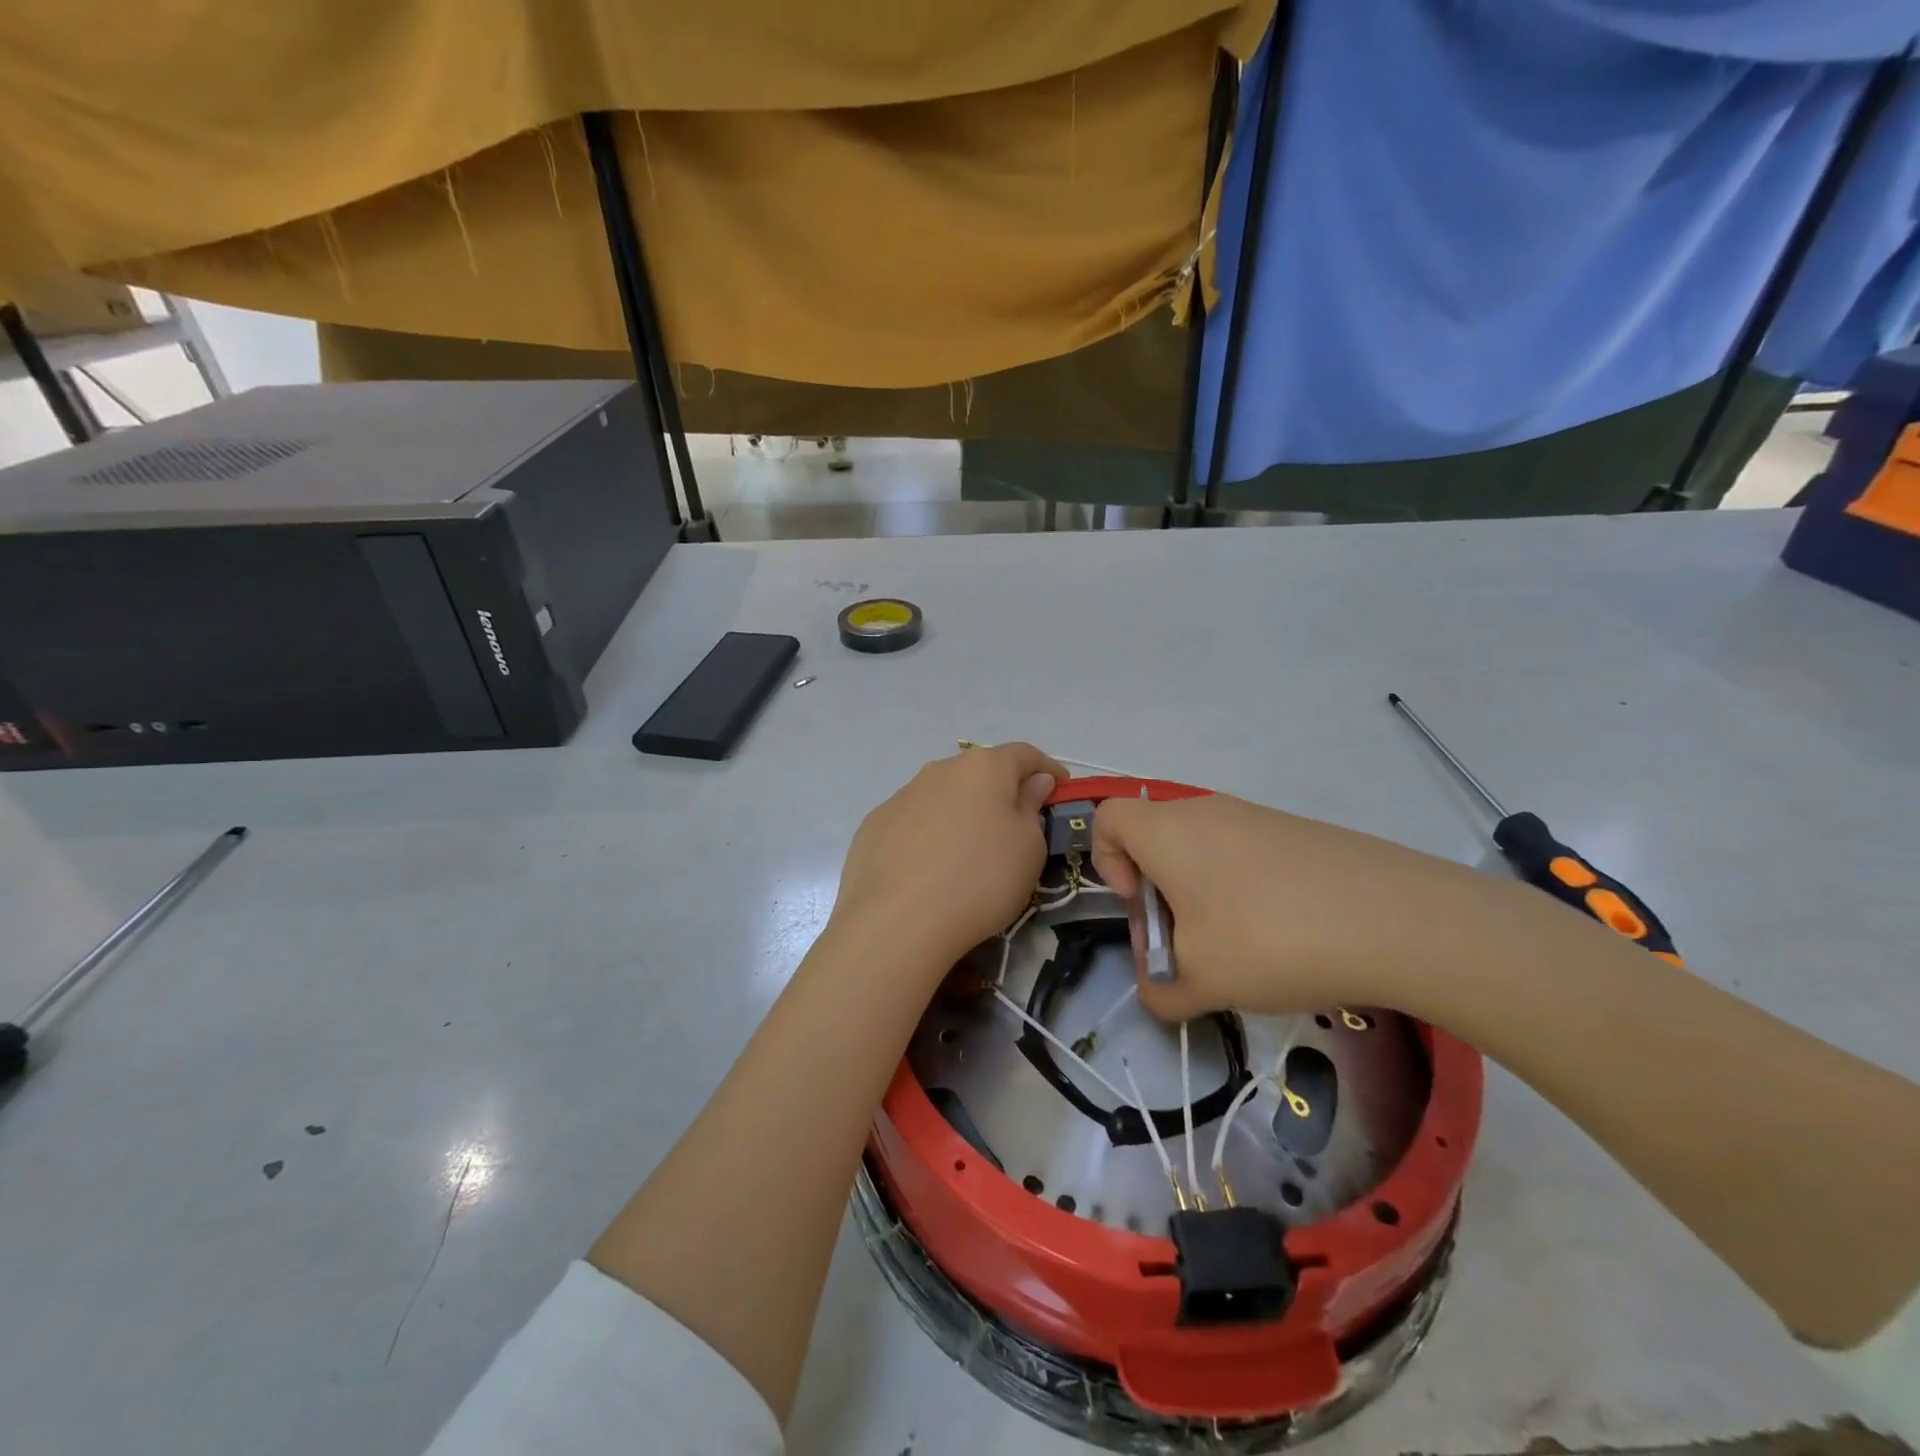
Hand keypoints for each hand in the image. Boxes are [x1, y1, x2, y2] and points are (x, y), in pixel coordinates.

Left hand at [830, 742, 1066, 968]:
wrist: (897, 922)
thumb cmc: (980, 879)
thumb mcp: (1028, 848)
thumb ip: (1031, 808)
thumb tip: (1031, 783)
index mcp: (983, 767)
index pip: (1024, 754)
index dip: (1048, 770)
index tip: (1059, 792)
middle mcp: (939, 770)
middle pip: (979, 773)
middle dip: (1001, 793)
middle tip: (1015, 827)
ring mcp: (901, 796)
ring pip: (943, 797)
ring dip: (961, 814)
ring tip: (968, 854)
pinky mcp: (874, 826)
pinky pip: (913, 823)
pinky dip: (928, 836)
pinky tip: (929, 871)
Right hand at [1092, 792, 1528, 1022]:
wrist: (1398, 920)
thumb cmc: (1270, 940)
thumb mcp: (1200, 981)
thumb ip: (1159, 992)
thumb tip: (1158, 990)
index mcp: (1167, 831)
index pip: (1107, 819)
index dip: (1106, 862)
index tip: (1142, 908)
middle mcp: (1204, 810)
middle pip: (1155, 838)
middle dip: (1157, 893)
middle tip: (1187, 944)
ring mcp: (1256, 816)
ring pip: (1202, 849)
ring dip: (1201, 895)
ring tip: (1238, 948)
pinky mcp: (1297, 832)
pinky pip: (1245, 853)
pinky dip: (1243, 890)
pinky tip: (1283, 935)